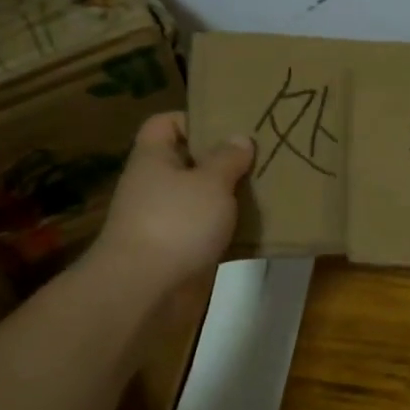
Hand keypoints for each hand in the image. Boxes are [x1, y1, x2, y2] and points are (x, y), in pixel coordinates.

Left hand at [83, 112, 253, 294]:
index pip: (165, 123)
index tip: (230, 127)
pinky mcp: (176, 251)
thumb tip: (239, 138)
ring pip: (201, 199)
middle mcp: (154, 185)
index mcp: (154, 158)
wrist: (144, 291)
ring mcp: (163, 220)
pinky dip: (228, 231)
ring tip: (266, 190)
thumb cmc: (176, 222)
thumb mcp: (211, 182)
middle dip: (223, 161)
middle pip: (188, 161)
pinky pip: (206, 232)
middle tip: (261, 157)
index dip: (194, 119)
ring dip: (229, 198)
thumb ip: (228, 158)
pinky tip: (257, 229)